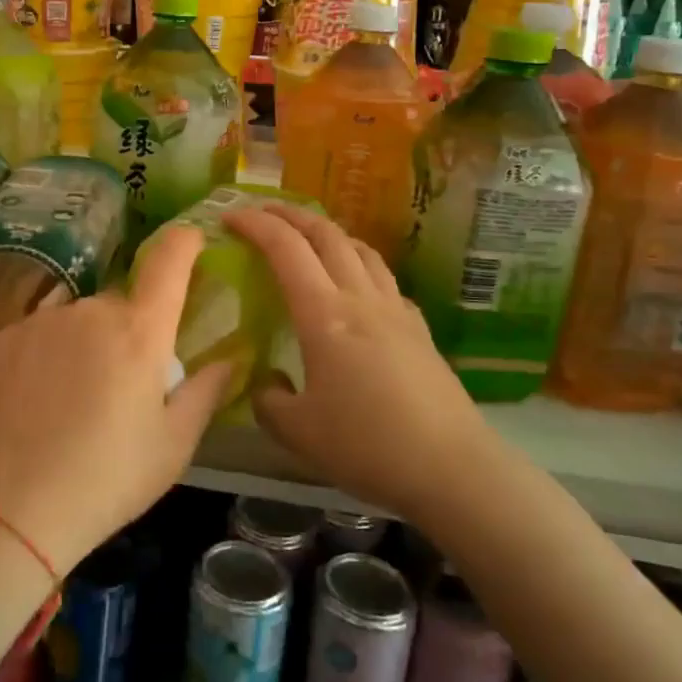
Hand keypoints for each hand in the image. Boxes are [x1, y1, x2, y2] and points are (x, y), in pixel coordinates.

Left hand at [0, 224, 235, 575]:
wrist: (10, 508)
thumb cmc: (107, 479)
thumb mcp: (173, 445)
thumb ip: (206, 391)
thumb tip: (231, 358)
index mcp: (140, 331)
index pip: (170, 259)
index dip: (185, 242)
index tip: (193, 243)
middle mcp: (90, 311)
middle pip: (122, 302)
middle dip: (132, 330)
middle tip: (125, 385)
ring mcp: (41, 321)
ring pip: (79, 317)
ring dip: (87, 341)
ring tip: (75, 399)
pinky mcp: (3, 338)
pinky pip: (41, 331)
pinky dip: (49, 353)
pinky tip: (39, 398)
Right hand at [224, 204, 488, 519]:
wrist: (452, 468)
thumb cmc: (369, 446)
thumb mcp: (298, 432)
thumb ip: (268, 401)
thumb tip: (267, 384)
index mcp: (324, 315)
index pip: (285, 248)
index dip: (255, 225)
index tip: (229, 217)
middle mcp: (360, 298)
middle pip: (326, 234)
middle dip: (289, 214)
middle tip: (262, 213)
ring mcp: (395, 310)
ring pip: (360, 248)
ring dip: (327, 232)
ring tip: (306, 238)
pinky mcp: (418, 328)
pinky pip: (383, 278)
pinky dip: (358, 265)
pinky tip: (354, 287)